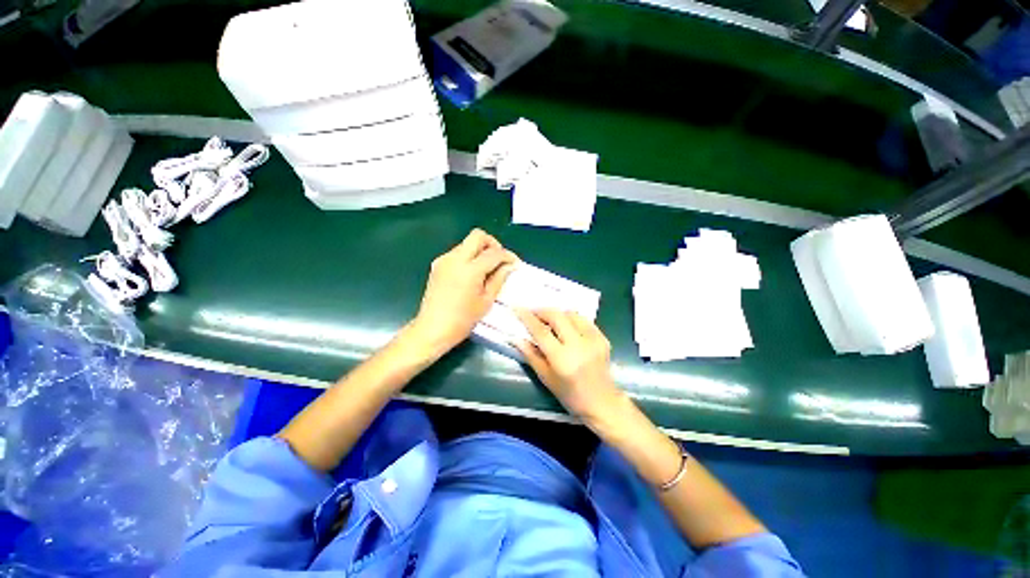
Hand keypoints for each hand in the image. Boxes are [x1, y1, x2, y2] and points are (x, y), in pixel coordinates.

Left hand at [410, 229, 516, 355]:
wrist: (432, 329)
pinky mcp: (437, 265)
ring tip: (487, 268)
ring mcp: (444, 260)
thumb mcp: (486, 301)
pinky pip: (457, 252)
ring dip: (480, 250)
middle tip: (500, 260)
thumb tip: (510, 266)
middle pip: (478, 236)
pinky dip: (469, 256)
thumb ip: (499, 279)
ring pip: (467, 243)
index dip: (507, 256)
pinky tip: (472, 273)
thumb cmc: (462, 320)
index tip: (515, 263)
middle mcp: (455, 259)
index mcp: (470, 269)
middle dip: (493, 244)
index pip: (494, 253)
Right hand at [514, 309, 626, 426]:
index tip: (517, 308)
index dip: (528, 318)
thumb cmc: (570, 395)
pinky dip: (571, 319)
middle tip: (532, 312)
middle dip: (542, 310)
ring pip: (571, 314)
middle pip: (557, 316)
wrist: (603, 402)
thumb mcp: (546, 378)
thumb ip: (531, 355)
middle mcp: (579, 345)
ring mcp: (593, 340)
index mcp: (563, 359)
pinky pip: (583, 320)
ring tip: (548, 319)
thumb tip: (516, 338)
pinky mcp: (602, 337)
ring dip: (557, 313)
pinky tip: (565, 326)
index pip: (541, 332)